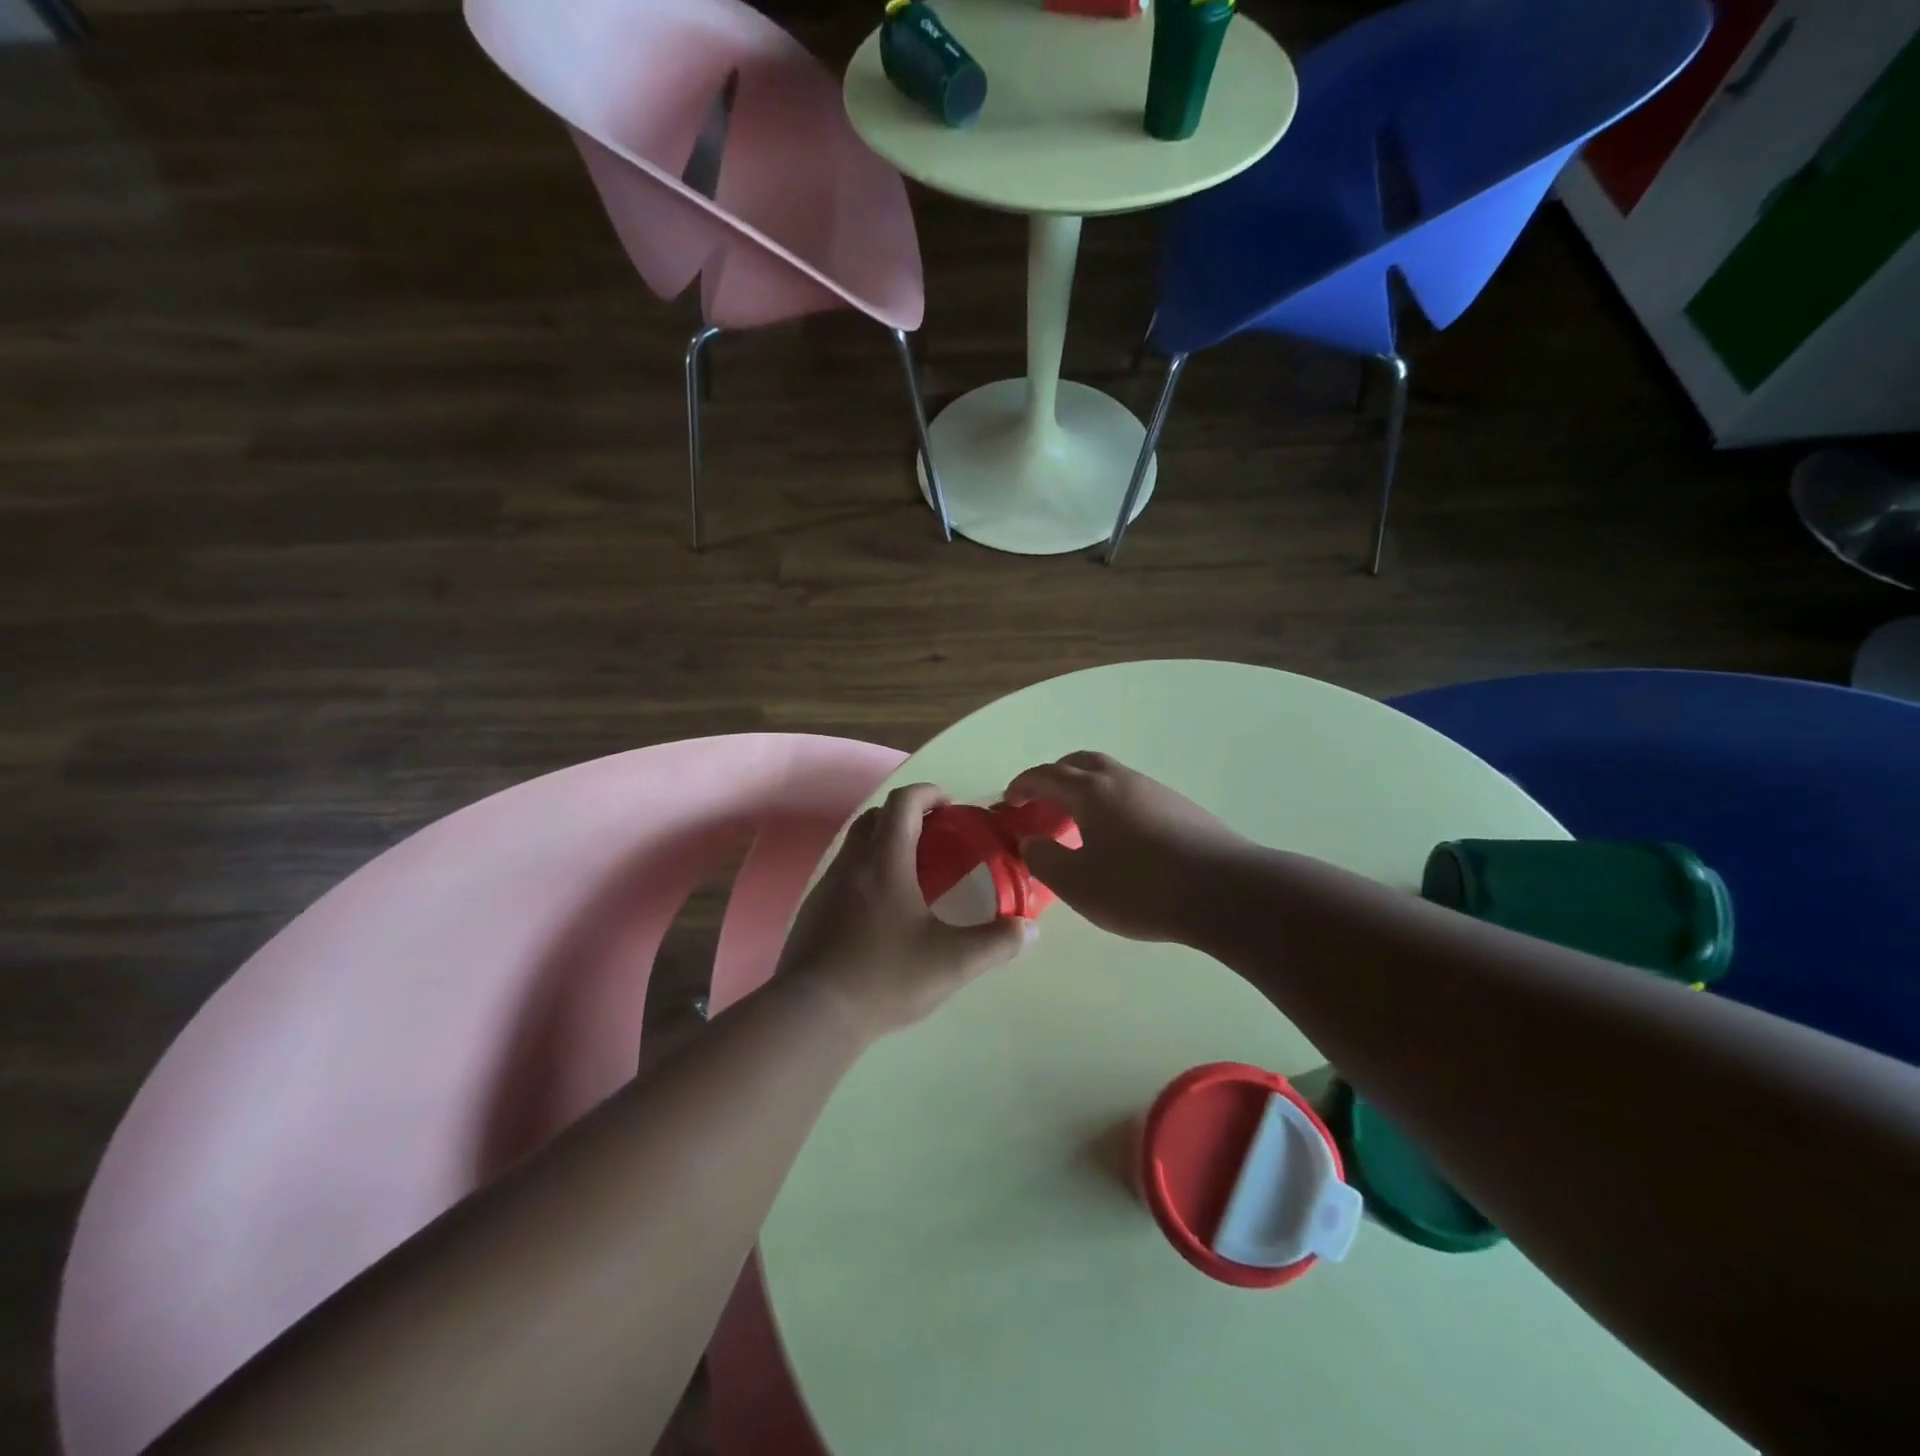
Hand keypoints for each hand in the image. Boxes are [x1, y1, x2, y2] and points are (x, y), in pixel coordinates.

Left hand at [777, 783, 1034, 1039]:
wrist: (812, 1014)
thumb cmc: (885, 976)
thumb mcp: (952, 963)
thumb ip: (996, 943)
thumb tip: (1028, 929)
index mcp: (885, 861)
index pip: (903, 803)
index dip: (928, 793)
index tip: (951, 805)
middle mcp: (851, 864)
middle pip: (875, 818)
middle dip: (906, 816)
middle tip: (935, 839)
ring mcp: (826, 887)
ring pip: (856, 846)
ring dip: (884, 845)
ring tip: (914, 876)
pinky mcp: (813, 912)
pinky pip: (844, 875)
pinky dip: (867, 874)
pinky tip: (883, 912)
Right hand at [1004, 752, 1251, 942]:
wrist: (1226, 892)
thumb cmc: (1140, 888)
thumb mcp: (1078, 884)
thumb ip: (1045, 860)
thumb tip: (1032, 843)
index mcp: (1091, 791)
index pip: (1045, 775)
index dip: (1022, 785)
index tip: (1008, 801)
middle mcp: (1121, 780)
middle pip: (1080, 762)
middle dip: (1054, 777)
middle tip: (1042, 803)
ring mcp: (1155, 790)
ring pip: (1110, 776)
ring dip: (1086, 789)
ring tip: (1079, 824)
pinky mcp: (1181, 808)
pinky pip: (1133, 794)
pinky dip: (1112, 804)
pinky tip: (1120, 838)